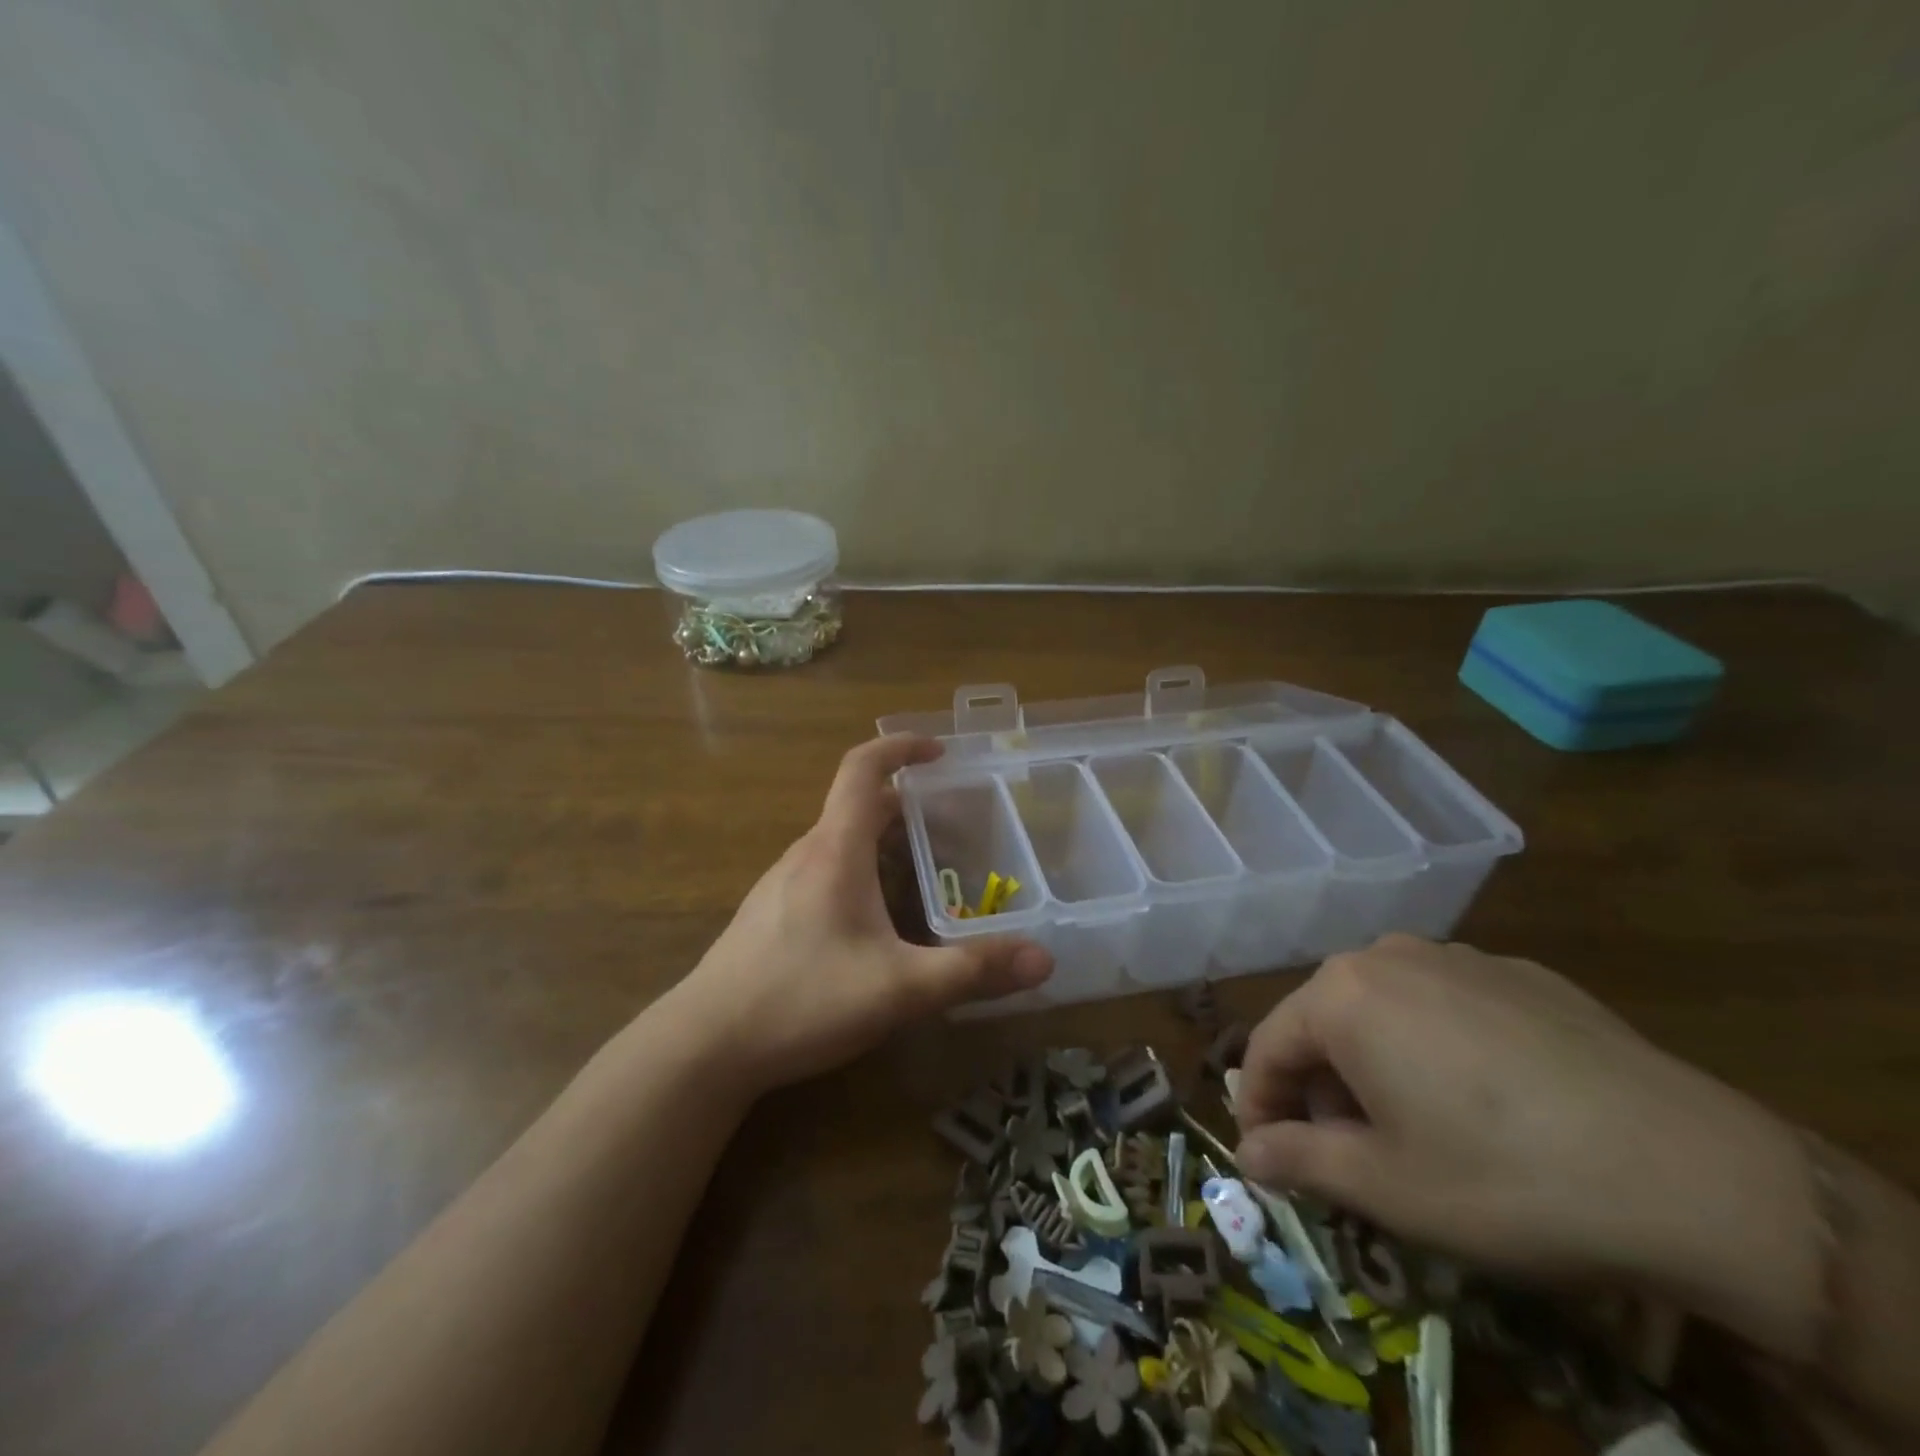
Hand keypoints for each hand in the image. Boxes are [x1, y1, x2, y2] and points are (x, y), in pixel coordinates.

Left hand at [667, 735, 1052, 1096]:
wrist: (705, 1045)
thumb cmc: (803, 999)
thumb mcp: (900, 988)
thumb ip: (972, 971)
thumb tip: (1044, 958)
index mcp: (835, 849)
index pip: (863, 768)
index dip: (900, 747)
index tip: (938, 752)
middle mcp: (805, 854)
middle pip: (857, 806)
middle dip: (906, 804)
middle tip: (952, 825)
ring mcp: (781, 884)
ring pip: (839, 841)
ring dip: (881, 840)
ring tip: (923, 871)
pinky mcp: (770, 915)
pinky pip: (823, 871)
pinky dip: (859, 870)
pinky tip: (875, 922)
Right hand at [1233, 936, 1817, 1349]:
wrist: (1696, 1174)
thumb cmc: (1506, 1178)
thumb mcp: (1386, 1188)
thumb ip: (1299, 1160)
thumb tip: (1249, 1153)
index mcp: (1341, 994)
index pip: (1267, 1046)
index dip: (1259, 1106)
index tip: (1270, 1156)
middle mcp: (1387, 956)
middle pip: (1324, 1022)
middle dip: (1322, 1088)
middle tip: (1350, 1154)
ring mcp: (1458, 957)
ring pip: (1385, 1010)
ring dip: (1376, 1065)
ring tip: (1417, 1128)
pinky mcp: (1521, 974)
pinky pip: (1448, 1006)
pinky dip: (1437, 1047)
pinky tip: (1487, 1102)